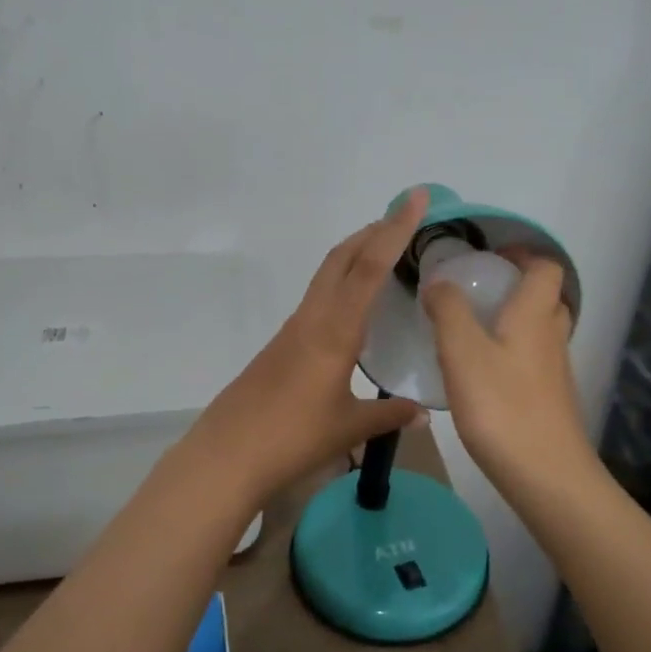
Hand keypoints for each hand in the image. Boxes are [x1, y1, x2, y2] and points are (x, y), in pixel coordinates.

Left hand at [190, 190, 428, 504]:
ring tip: (385, 253)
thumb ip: (388, 416)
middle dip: (373, 231)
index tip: (416, 198)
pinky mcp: (281, 344)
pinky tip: (354, 307)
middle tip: (404, 218)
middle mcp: (312, 318)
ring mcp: (292, 329)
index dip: (396, 229)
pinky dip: (341, 284)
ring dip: (355, 255)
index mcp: (335, 330)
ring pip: (327, 275)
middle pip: (342, 258)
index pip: (371, 267)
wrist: (228, 454)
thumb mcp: (348, 427)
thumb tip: (423, 413)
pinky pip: (318, 299)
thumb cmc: (293, 437)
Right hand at [421, 252, 596, 498]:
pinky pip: (533, 360)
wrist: (546, 475)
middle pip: (546, 297)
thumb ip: (448, 311)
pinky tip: (480, 373)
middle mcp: (551, 336)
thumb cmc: (501, 406)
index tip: (489, 257)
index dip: (523, 254)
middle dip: (516, 286)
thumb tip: (439, 282)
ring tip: (471, 329)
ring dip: (513, 320)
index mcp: (534, 315)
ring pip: (540, 331)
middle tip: (477, 291)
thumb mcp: (462, 352)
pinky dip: (511, 353)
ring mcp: (555, 371)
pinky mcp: (550, 400)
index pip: (546, 267)